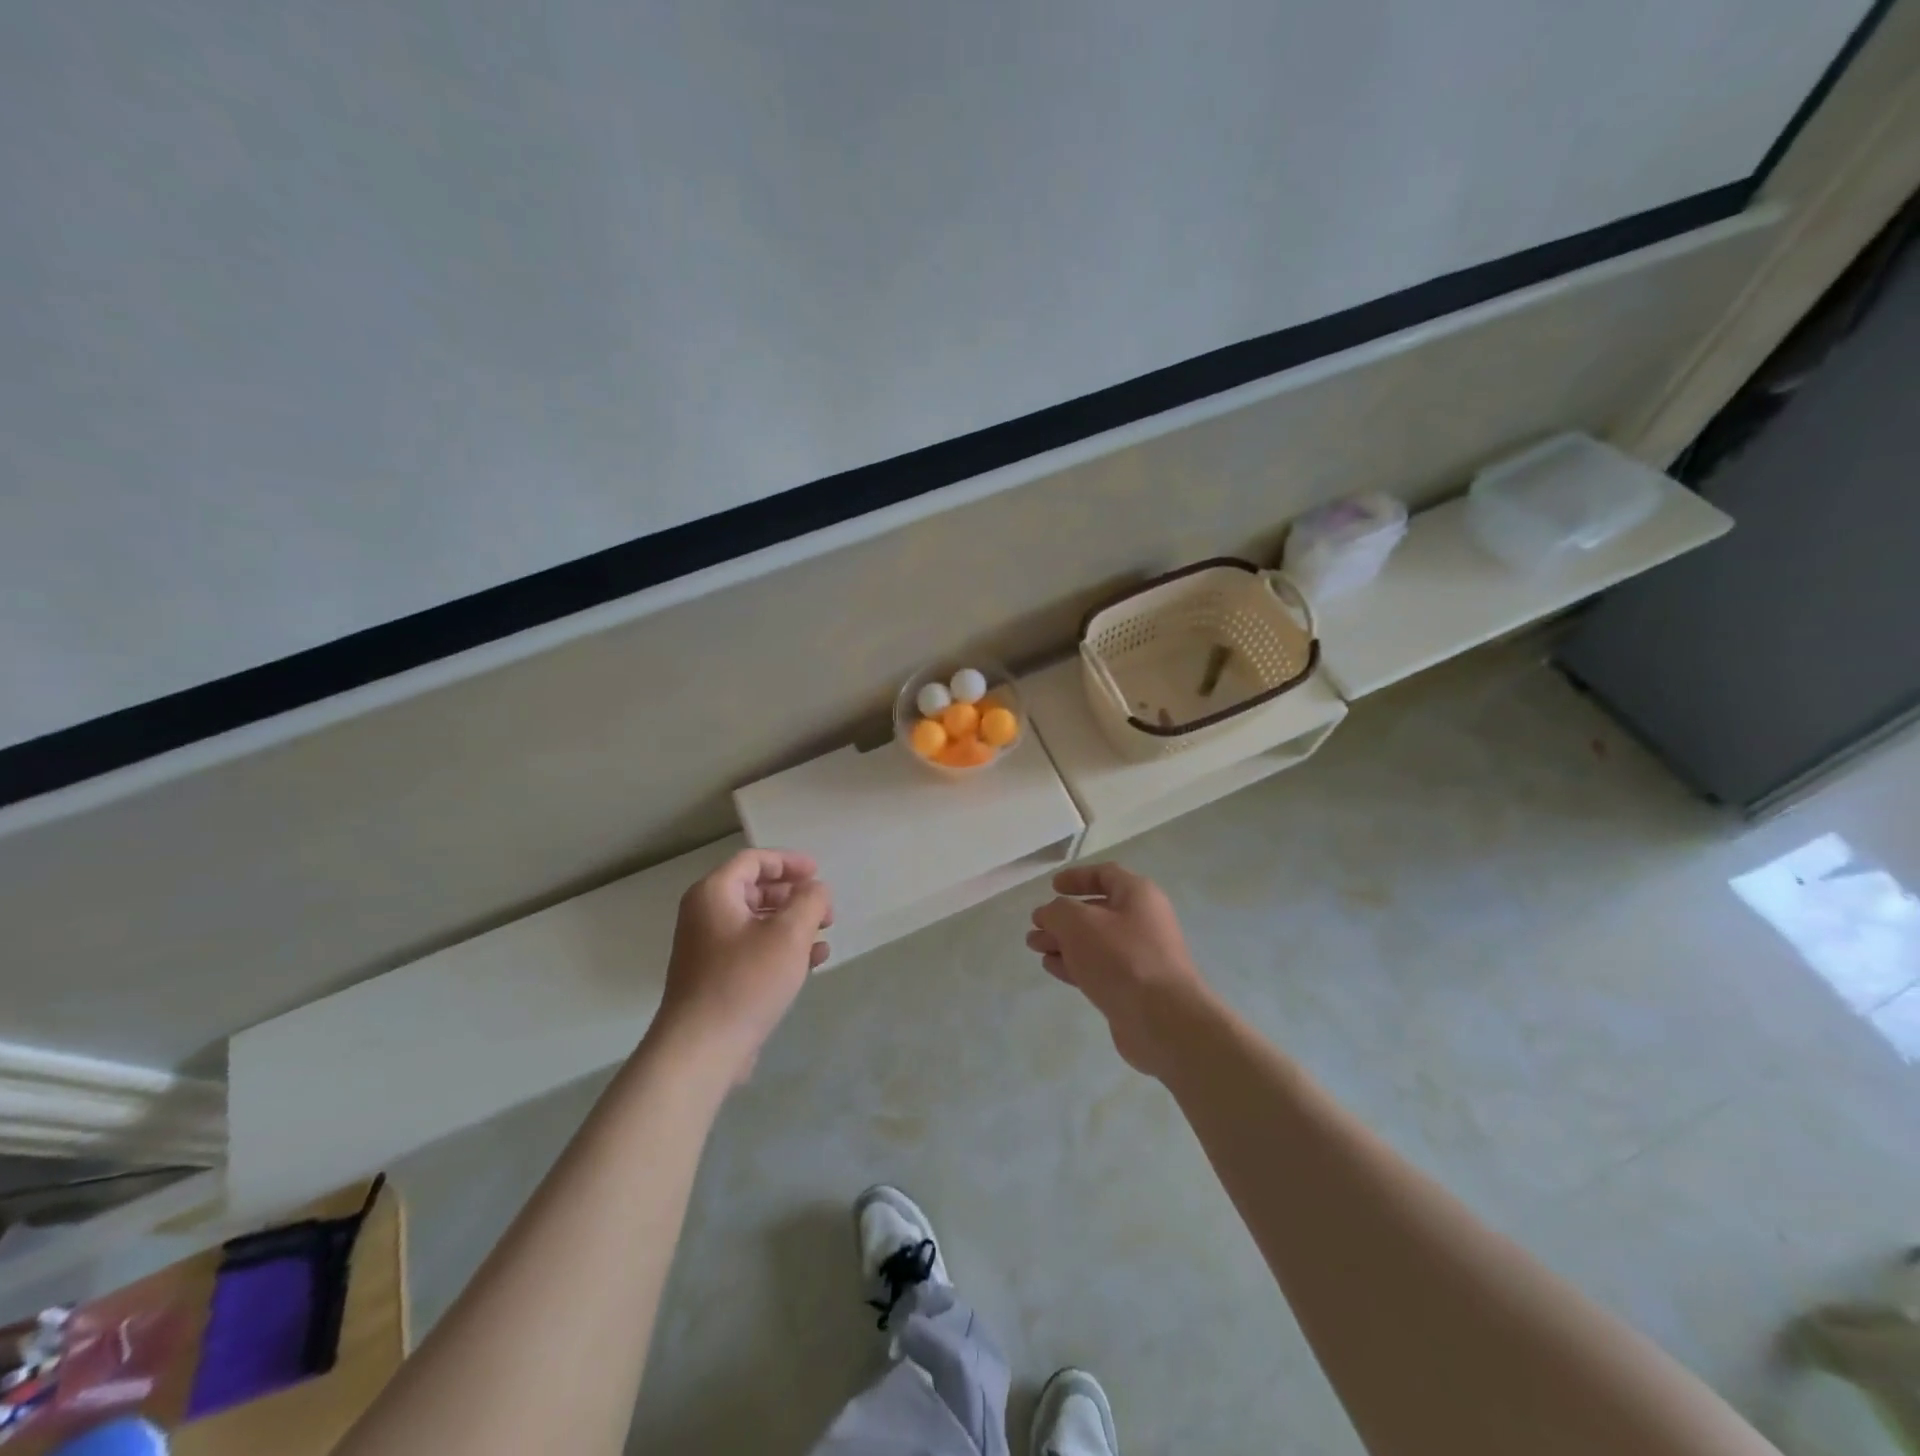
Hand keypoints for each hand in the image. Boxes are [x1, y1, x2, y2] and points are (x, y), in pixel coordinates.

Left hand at [657, 849, 832, 1081]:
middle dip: (794, 895)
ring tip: (824, 935)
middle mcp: (706, 915)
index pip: (753, 860)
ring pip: (757, 922)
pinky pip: (753, 949)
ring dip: (793, 923)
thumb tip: (815, 890)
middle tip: (825, 909)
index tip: (818, 873)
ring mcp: (708, 949)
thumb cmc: (746, 981)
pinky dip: (781, 948)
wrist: (701, 1049)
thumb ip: (810, 901)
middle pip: (755, 890)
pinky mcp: (716, 978)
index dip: (788, 862)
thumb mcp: (790, 934)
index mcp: (714, 894)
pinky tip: (812, 962)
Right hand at [1027, 863, 1210, 1077]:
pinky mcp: (1133, 987)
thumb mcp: (1079, 923)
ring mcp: (1139, 956)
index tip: (1051, 887)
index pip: (1105, 874)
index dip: (1077, 877)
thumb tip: (1050, 915)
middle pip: (1096, 911)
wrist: (1162, 1019)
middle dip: (1062, 917)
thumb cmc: (1122, 957)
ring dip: (1063, 941)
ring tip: (1034, 946)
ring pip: (1094, 942)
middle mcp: (1142, 921)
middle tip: (1035, 925)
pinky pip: (1099, 967)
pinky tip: (1051, 966)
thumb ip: (1057, 911)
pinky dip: (1074, 963)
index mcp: (1138, 895)